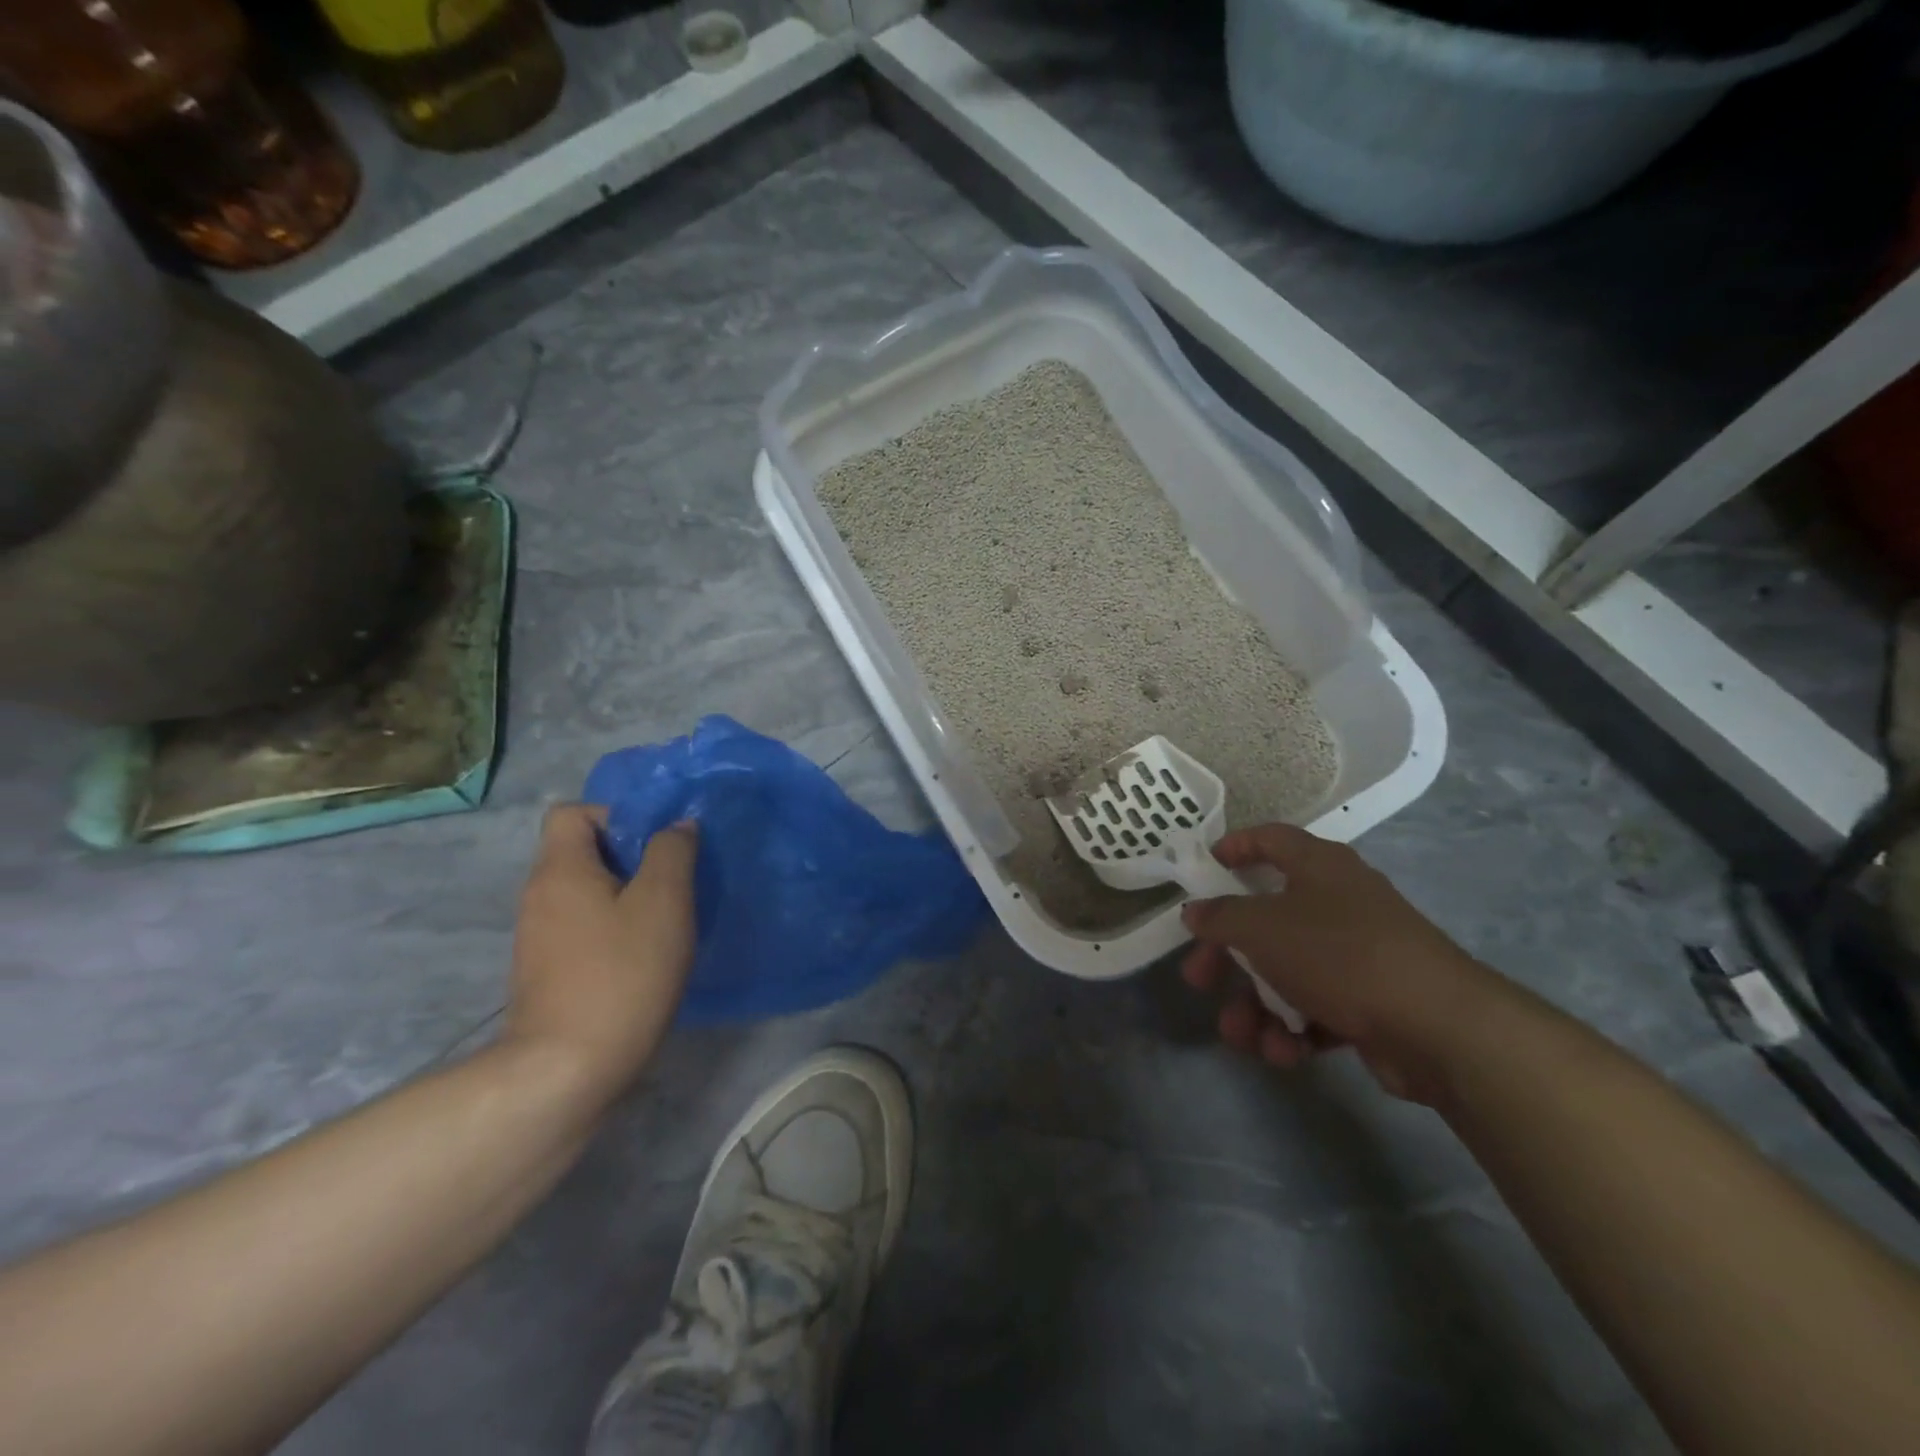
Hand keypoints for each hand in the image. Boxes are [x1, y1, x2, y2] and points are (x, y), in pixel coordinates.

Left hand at [506, 804, 697, 1103]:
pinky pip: (584, 928)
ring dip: (627, 897)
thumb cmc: (621, 973)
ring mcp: (539, 937)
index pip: (572, 812)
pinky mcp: (547, 973)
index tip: (656, 846)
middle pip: (583, 852)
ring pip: (587, 893)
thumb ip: (672, 852)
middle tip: (674, 884)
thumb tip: (677, 826)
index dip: (616, 816)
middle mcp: (540, 895)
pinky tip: (645, 957)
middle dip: (632, 859)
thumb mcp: (663, 901)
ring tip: (667, 922)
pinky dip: (614, 930)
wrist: (566, 1070)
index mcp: (560, 869)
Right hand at [1180, 823, 1513, 1103]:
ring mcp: (1356, 954)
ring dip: (1254, 1006)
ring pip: (1286, 972)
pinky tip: (1283, 1052)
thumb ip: (1221, 917)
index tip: (1205, 868)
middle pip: (1266, 920)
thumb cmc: (1339, 954)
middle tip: (1198, 978)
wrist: (1438, 1026)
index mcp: (1318, 867)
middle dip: (1227, 955)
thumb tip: (1195, 912)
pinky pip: (1316, 1007)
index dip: (1236, 847)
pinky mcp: (1370, 1002)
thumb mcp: (1263, 928)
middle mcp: (1338, 902)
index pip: (1272, 840)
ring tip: (1240, 1036)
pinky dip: (1293, 1028)